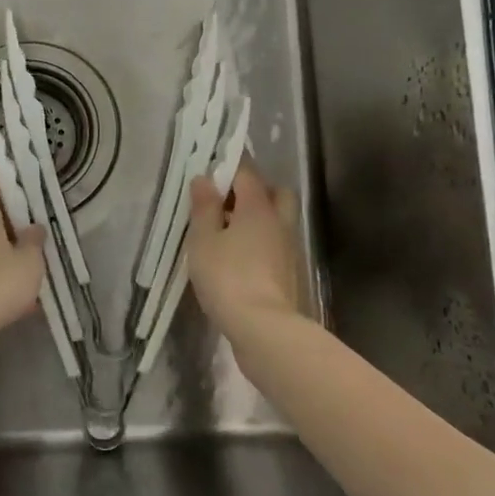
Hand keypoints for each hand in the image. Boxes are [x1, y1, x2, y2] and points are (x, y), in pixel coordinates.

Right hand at [188, 160, 304, 341]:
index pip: (247, 172)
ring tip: (229, 232)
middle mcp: (279, 221)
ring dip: (259, 218)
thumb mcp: (203, 240)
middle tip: (227, 201)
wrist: (264, 329)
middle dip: (254, 190)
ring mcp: (289, 248)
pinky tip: (241, 257)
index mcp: (258, 206)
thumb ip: (204, 208)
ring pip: (278, 219)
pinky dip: (262, 242)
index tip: (211, 168)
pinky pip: (277, 244)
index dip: (229, 166)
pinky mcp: (290, 272)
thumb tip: (204, 178)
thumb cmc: (227, 278)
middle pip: (275, 192)